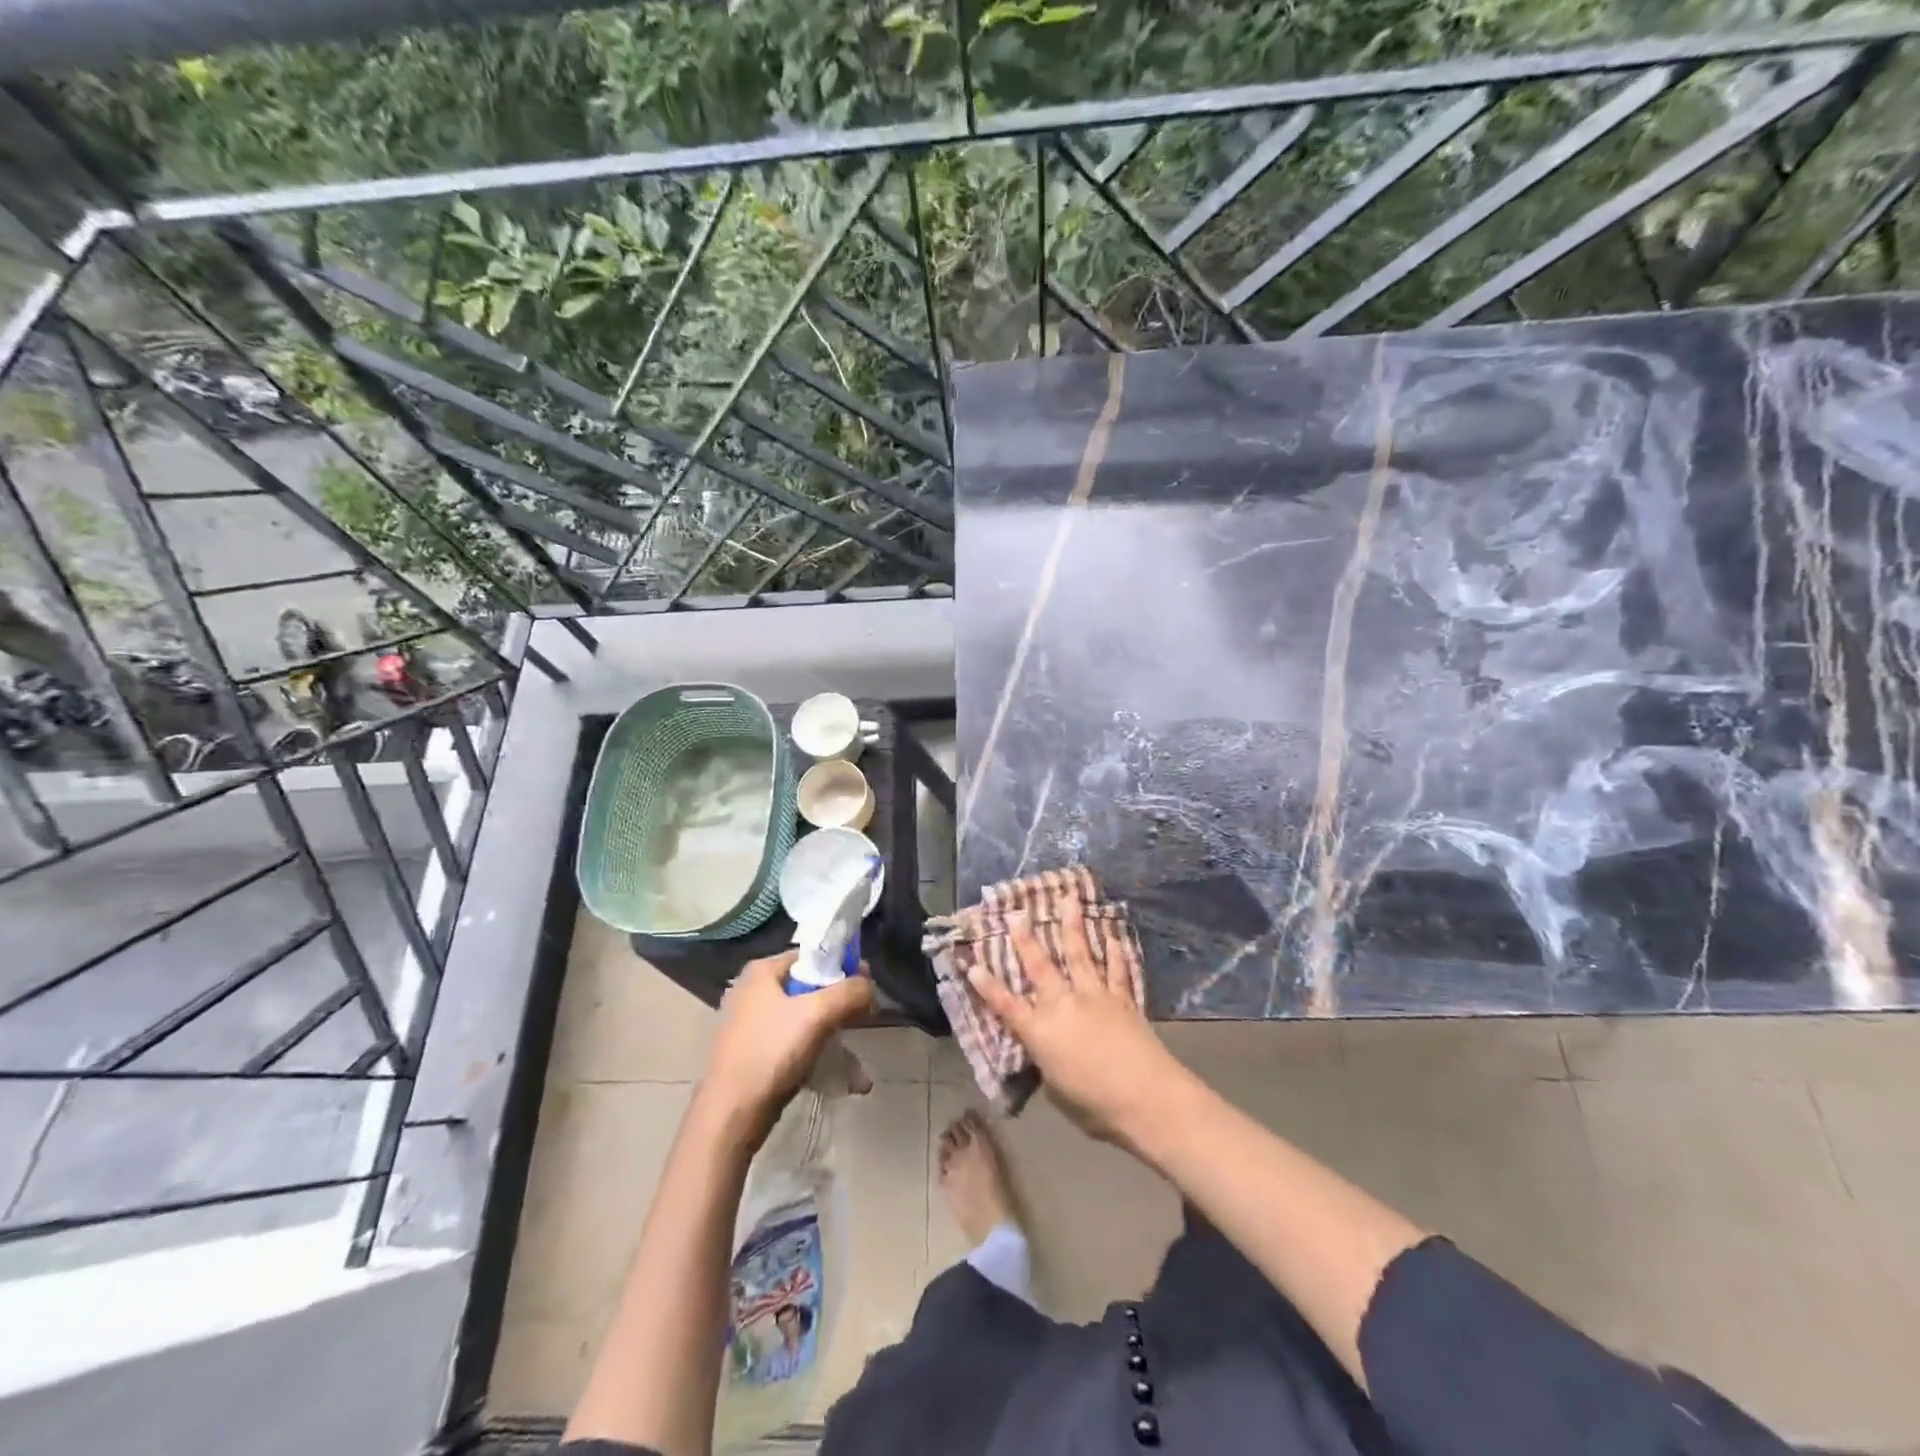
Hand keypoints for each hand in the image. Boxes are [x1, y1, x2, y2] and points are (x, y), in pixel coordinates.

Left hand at [700, 951, 874, 1143]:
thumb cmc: (771, 1052)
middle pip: (811, 989)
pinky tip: (842, 1081)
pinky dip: (818, 1057)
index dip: (843, 967)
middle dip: (842, 1009)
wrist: (730, 1114)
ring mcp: (752, 1024)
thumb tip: (869, 986)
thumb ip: (850, 992)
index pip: (812, 956)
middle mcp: (754, 992)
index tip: (866, 987)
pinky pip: (795, 1046)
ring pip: (805, 1021)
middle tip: (865, 1021)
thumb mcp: (818, 1014)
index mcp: (763, 971)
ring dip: (835, 1040)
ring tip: (858, 1070)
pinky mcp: (754, 1054)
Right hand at [967, 897, 1187, 1150]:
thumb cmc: (1095, 1105)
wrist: (1145, 1097)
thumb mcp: (1057, 1089)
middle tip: (1017, 913)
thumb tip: (1050, 1053)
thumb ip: (1048, 1064)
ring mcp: (1094, 996)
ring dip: (1072, 925)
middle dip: (1026, 939)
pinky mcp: (1123, 999)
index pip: (1006, 1005)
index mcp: (1040, 1032)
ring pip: (1079, 954)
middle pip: (1040, 966)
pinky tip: (1114, 935)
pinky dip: (1116, 952)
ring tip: (1069, 899)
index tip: (973, 964)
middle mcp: (1063, 1004)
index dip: (988, 986)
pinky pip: (1117, 970)